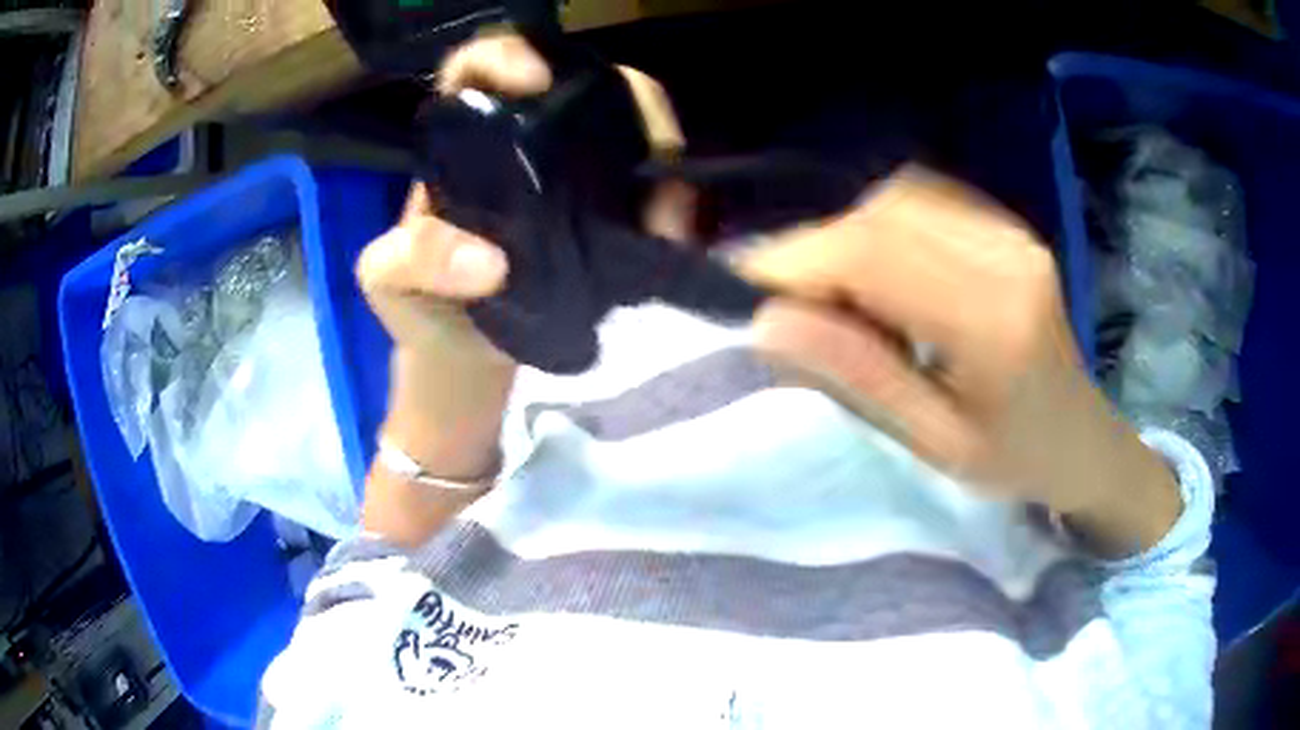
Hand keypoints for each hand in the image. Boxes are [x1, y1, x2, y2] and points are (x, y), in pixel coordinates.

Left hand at [358, 33, 695, 543]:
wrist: (468, 356)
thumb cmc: (421, 310)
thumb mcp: (391, 285)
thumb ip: (412, 261)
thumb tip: (489, 263)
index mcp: (458, 144)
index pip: (478, 70)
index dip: (506, 57)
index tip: (534, 83)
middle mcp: (521, 146)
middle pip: (578, 84)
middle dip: (621, 96)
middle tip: (645, 144)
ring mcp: (571, 178)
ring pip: (625, 128)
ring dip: (658, 149)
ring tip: (664, 207)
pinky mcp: (606, 216)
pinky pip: (647, 188)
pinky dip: (672, 199)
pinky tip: (673, 230)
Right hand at [738, 167, 1180, 555]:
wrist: (1081, 435)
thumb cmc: (1013, 459)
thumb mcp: (934, 443)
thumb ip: (858, 376)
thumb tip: (769, 321)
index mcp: (993, 323)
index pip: (874, 256)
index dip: (798, 260)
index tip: (748, 291)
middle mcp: (1005, 256)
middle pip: (881, 216)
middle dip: (816, 250)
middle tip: (793, 303)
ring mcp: (1010, 232)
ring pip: (895, 199)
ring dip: (847, 238)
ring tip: (842, 296)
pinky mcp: (1007, 225)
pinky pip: (923, 200)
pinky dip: (880, 226)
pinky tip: (883, 273)